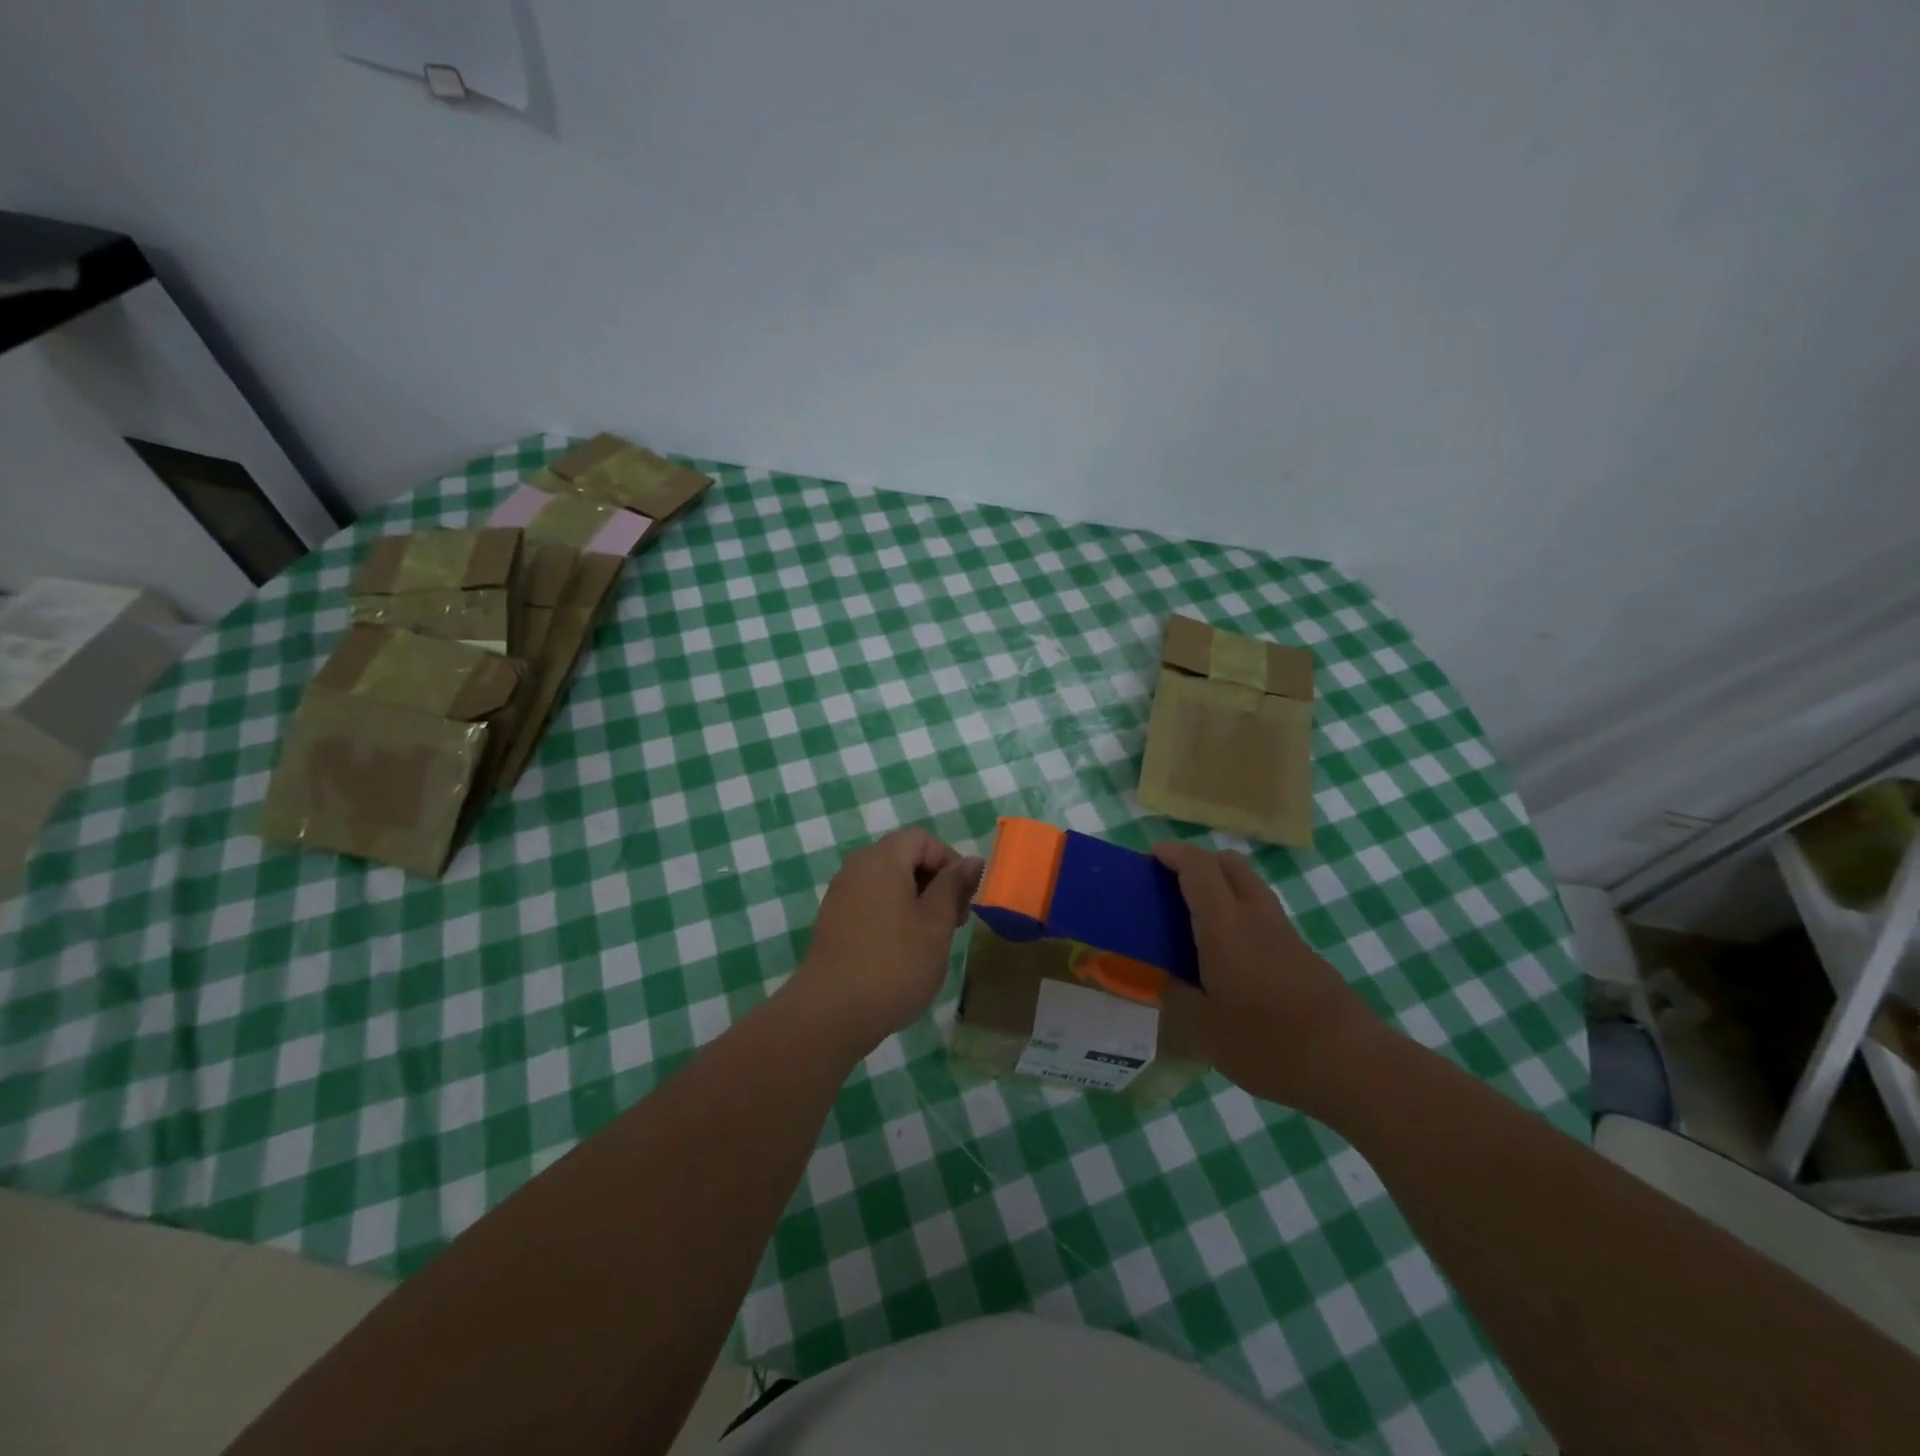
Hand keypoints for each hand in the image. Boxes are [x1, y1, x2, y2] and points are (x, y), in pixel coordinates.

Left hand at [790, 828, 982, 1053]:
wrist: (832, 1013)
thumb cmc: (895, 963)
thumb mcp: (936, 923)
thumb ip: (953, 886)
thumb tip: (971, 861)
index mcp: (882, 859)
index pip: (922, 840)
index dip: (949, 862)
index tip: (963, 899)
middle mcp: (857, 868)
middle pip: (904, 858)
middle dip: (935, 883)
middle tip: (954, 922)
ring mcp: (841, 896)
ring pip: (888, 883)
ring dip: (916, 902)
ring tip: (932, 940)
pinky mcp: (834, 922)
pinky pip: (871, 903)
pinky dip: (894, 916)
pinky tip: (904, 951)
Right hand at [1154, 841, 1385, 1111]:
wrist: (1352, 1065)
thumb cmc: (1269, 1043)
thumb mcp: (1203, 1030)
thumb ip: (1178, 997)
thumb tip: (1171, 979)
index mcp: (1225, 927)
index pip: (1198, 867)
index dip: (1172, 853)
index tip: (1150, 859)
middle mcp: (1256, 917)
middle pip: (1229, 863)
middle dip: (1198, 862)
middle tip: (1172, 887)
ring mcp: (1284, 933)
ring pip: (1250, 886)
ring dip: (1222, 887)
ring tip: (1198, 922)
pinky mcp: (1303, 954)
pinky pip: (1264, 915)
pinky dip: (1240, 915)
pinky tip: (1231, 957)